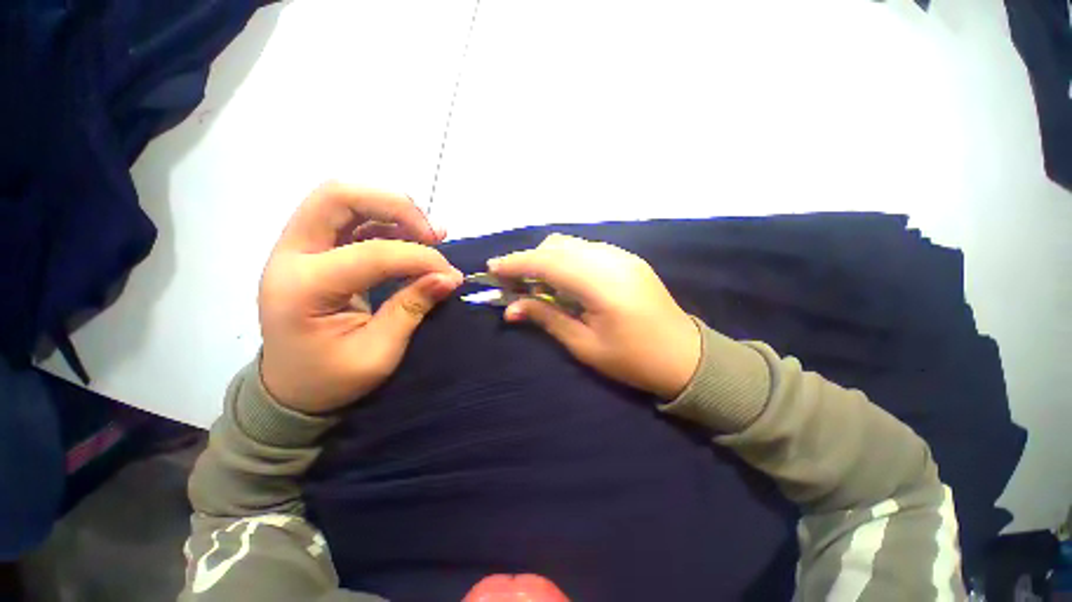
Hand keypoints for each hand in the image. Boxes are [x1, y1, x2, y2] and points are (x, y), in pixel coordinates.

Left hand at [258, 182, 462, 413]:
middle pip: (337, 196)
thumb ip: (412, 308)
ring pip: (342, 199)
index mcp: (304, 288)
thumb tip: (449, 277)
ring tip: (428, 233)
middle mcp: (291, 255)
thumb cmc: (331, 378)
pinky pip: (350, 218)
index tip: (450, 274)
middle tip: (432, 234)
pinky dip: (386, 220)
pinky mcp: (314, 250)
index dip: (419, 258)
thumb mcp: (378, 353)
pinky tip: (413, 236)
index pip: (372, 253)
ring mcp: (298, 248)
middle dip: (394, 206)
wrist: (290, 387)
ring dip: (391, 209)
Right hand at [489, 234, 700, 399]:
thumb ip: (547, 318)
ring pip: (572, 244)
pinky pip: (587, 249)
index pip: (548, 263)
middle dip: (529, 259)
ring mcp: (623, 256)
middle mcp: (612, 260)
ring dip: (547, 258)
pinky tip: (563, 280)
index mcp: (601, 284)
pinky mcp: (628, 259)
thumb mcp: (584, 346)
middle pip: (558, 246)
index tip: (492, 268)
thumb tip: (511, 308)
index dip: (516, 263)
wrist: (686, 357)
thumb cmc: (633, 360)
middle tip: (512, 282)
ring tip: (534, 282)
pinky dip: (566, 259)